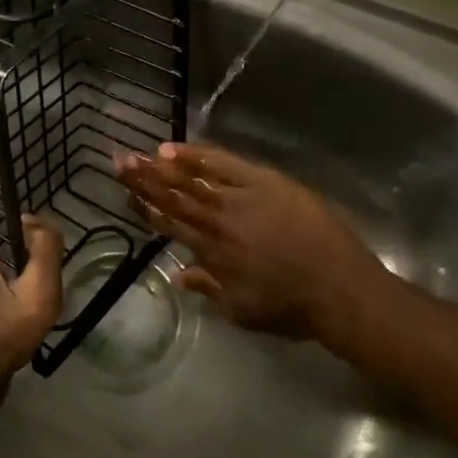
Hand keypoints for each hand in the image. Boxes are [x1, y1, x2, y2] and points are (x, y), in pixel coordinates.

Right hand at [116, 142, 389, 340]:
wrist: (339, 289)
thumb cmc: (291, 307)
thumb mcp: (242, 309)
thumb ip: (208, 288)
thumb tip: (178, 275)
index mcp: (211, 253)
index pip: (169, 225)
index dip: (145, 208)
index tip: (125, 193)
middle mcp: (218, 222)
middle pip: (174, 197)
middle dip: (144, 180)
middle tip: (118, 161)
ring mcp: (241, 198)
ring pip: (193, 179)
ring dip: (162, 166)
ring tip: (138, 153)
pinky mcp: (266, 182)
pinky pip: (225, 163)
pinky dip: (199, 155)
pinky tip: (176, 147)